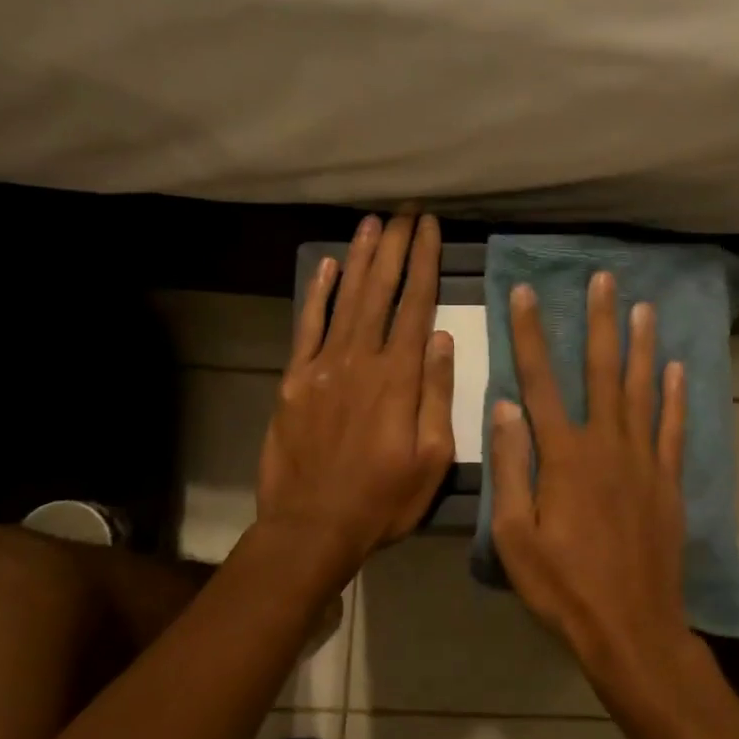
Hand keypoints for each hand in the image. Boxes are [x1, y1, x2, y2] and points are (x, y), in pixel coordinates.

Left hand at [257, 212, 455, 573]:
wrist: (312, 526)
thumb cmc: (383, 499)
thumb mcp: (432, 458)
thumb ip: (437, 395)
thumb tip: (443, 339)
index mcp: (399, 378)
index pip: (416, 305)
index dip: (424, 262)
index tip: (430, 229)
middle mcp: (361, 359)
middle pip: (380, 291)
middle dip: (395, 247)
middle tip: (404, 212)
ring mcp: (323, 366)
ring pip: (345, 299)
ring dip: (360, 259)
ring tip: (372, 224)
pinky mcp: (295, 380)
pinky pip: (307, 326)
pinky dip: (317, 294)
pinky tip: (327, 266)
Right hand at [490, 270, 691, 687]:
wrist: (631, 629)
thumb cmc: (563, 587)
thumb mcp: (514, 536)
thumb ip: (511, 467)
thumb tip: (505, 406)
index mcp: (563, 456)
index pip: (540, 380)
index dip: (530, 333)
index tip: (525, 292)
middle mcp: (606, 445)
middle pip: (602, 371)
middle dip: (600, 322)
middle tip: (603, 279)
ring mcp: (643, 461)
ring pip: (643, 390)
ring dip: (642, 346)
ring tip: (644, 307)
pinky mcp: (668, 482)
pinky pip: (673, 429)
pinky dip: (675, 397)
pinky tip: (677, 369)